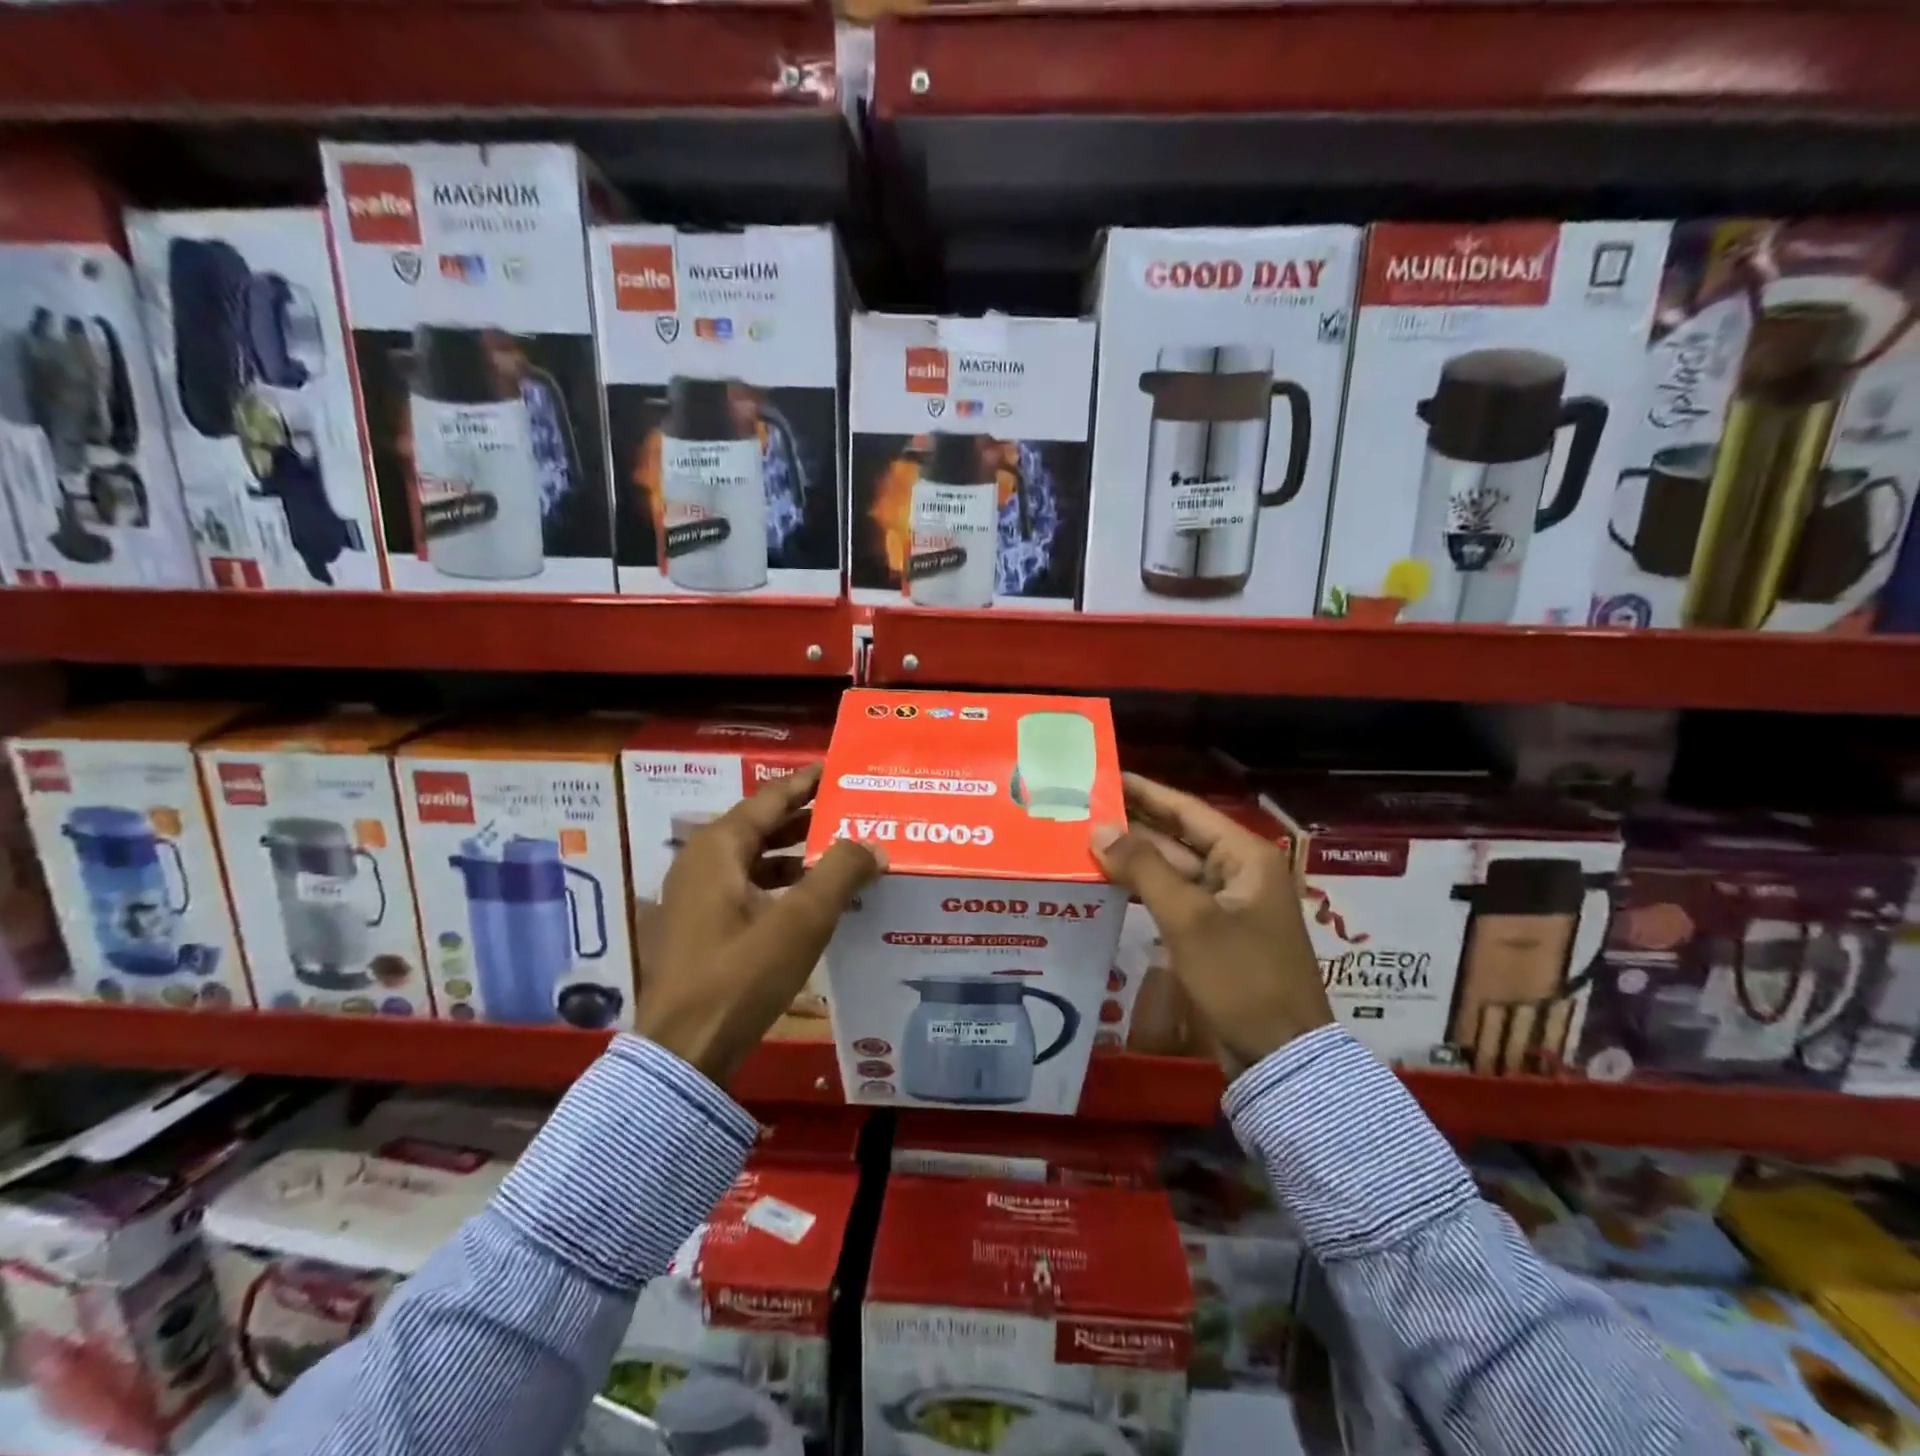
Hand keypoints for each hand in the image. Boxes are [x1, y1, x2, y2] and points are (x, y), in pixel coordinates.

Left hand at [634, 765, 882, 1083]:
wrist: (683, 1051)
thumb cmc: (740, 975)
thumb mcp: (801, 921)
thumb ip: (841, 873)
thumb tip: (874, 844)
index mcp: (718, 848)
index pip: (771, 798)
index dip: (807, 782)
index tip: (839, 770)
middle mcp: (701, 862)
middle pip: (762, 826)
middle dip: (807, 819)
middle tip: (852, 812)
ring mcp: (695, 897)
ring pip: (755, 860)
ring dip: (796, 855)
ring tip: (842, 854)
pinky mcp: (699, 927)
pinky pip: (747, 888)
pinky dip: (780, 885)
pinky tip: (813, 901)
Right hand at [1092, 773, 1330, 1074]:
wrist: (1279, 1057)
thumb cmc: (1240, 977)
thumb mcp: (1189, 919)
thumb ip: (1143, 868)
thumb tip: (1099, 830)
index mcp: (1246, 857)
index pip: (1187, 810)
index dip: (1146, 791)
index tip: (1105, 776)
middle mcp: (1239, 872)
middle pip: (1179, 837)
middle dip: (1134, 824)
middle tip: (1085, 808)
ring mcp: (1227, 904)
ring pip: (1174, 869)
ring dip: (1135, 857)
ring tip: (1085, 839)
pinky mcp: (1214, 933)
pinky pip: (1174, 898)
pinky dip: (1144, 889)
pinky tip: (1108, 881)